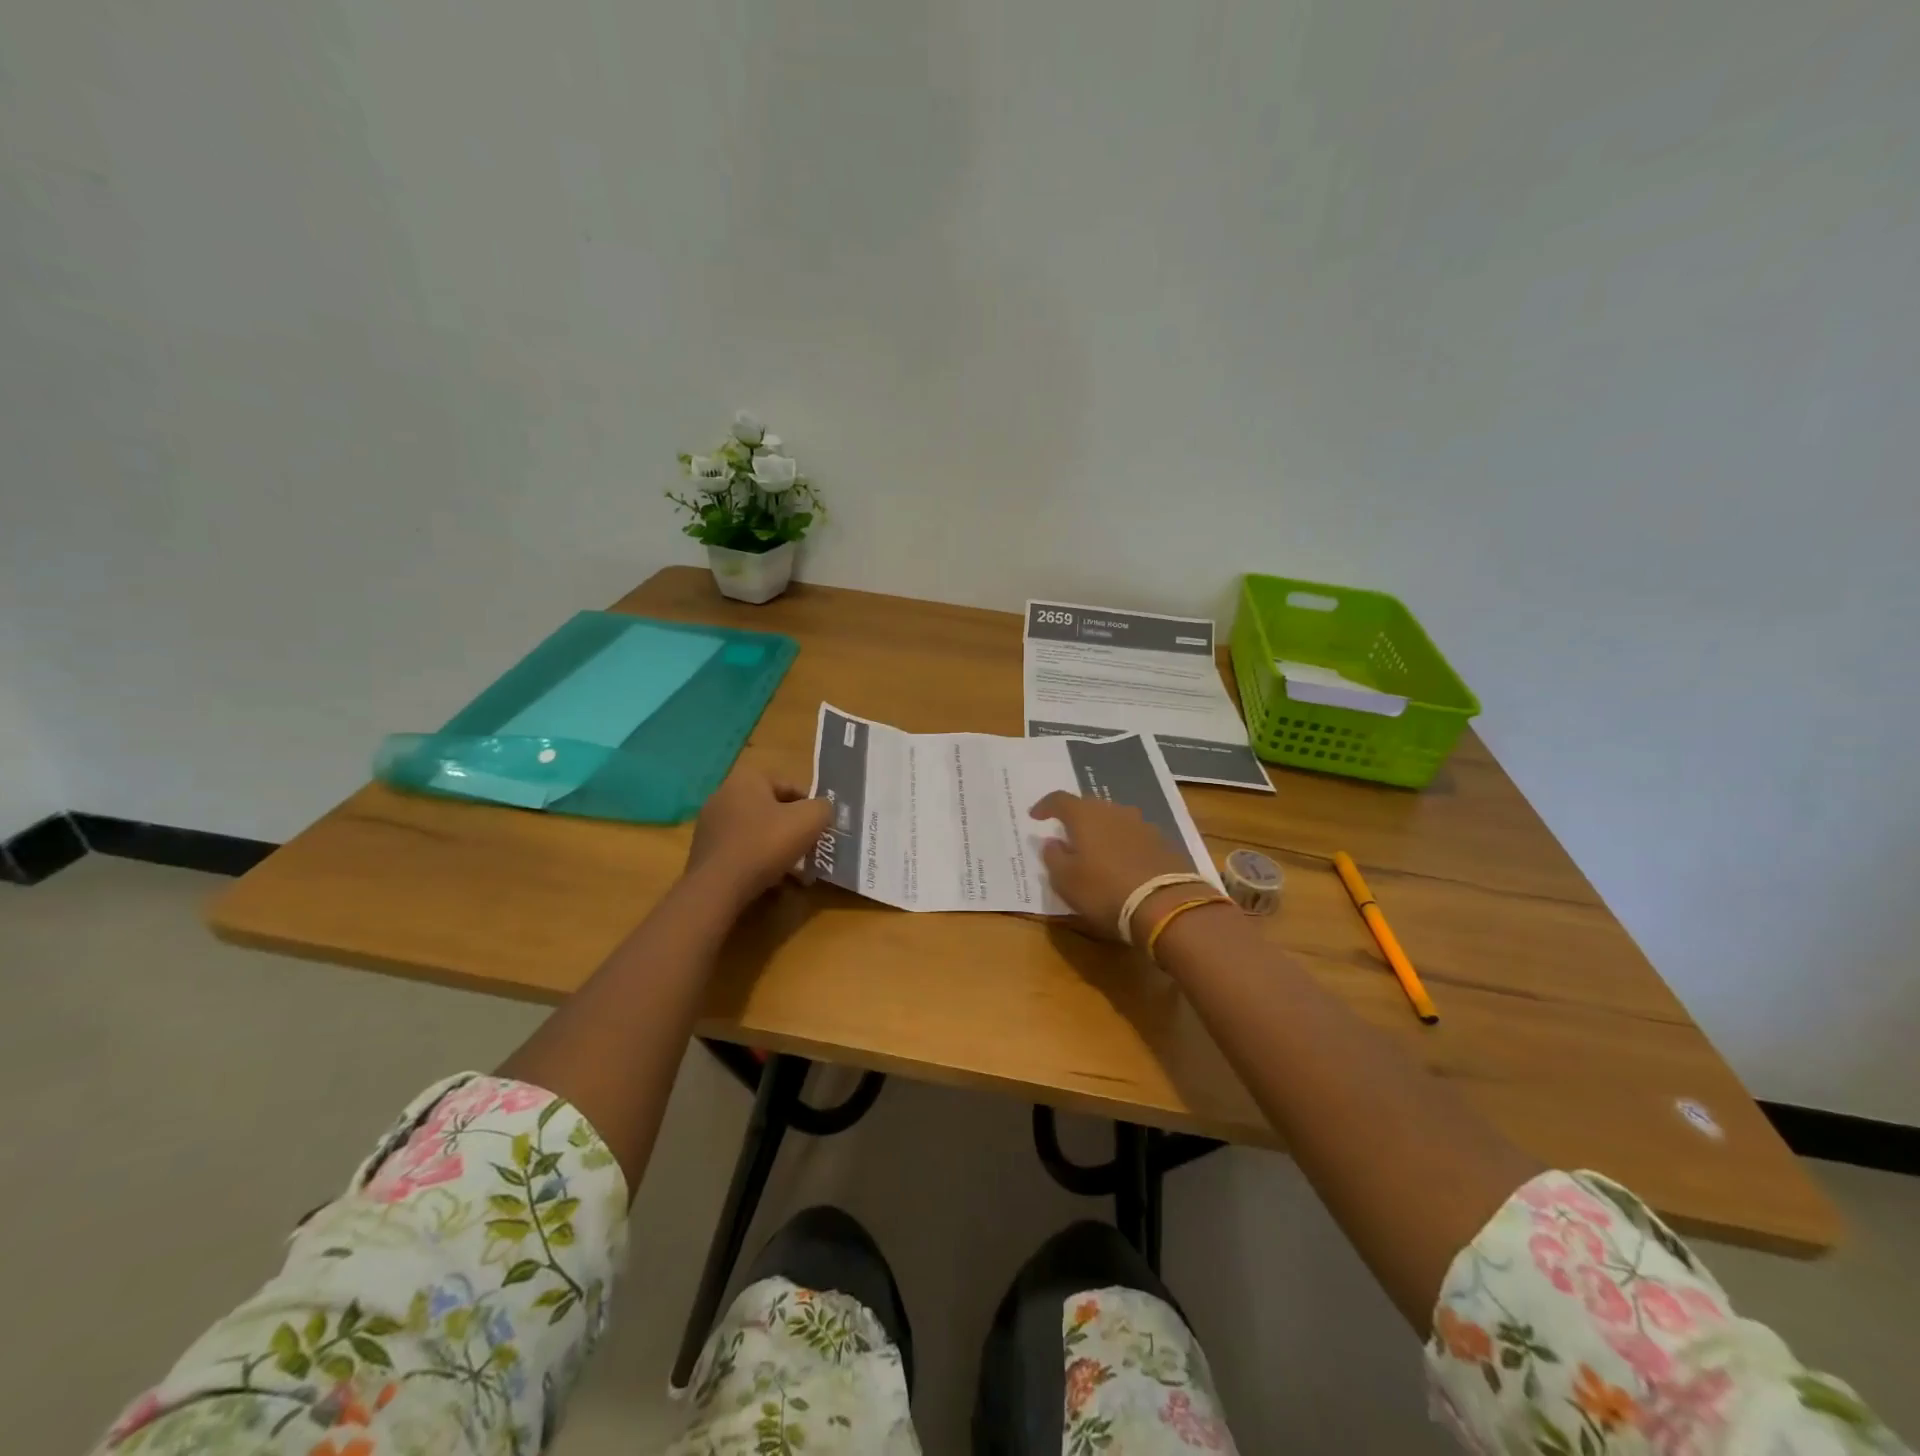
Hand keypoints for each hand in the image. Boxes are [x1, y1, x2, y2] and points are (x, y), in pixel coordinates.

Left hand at [686, 766, 832, 905]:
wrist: (718, 887)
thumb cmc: (765, 844)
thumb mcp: (809, 820)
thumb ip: (823, 808)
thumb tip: (822, 809)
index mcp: (747, 779)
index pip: (790, 786)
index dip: (811, 807)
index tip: (821, 829)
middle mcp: (724, 794)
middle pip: (772, 809)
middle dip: (793, 828)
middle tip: (810, 848)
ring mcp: (710, 823)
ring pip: (757, 831)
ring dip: (776, 846)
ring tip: (794, 869)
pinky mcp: (704, 850)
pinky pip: (740, 850)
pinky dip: (757, 860)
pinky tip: (771, 880)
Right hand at [1029, 791, 1202, 941]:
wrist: (1165, 905)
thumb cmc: (1104, 891)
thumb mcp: (1065, 880)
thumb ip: (1053, 857)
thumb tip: (1052, 842)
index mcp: (1085, 816)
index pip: (1059, 800)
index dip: (1045, 806)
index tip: (1035, 817)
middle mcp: (1114, 811)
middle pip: (1089, 807)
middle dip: (1076, 818)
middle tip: (1066, 835)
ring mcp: (1142, 825)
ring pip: (1115, 820)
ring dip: (1102, 831)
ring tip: (1096, 851)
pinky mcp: (1163, 842)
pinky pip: (1135, 837)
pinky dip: (1124, 845)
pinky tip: (1123, 863)